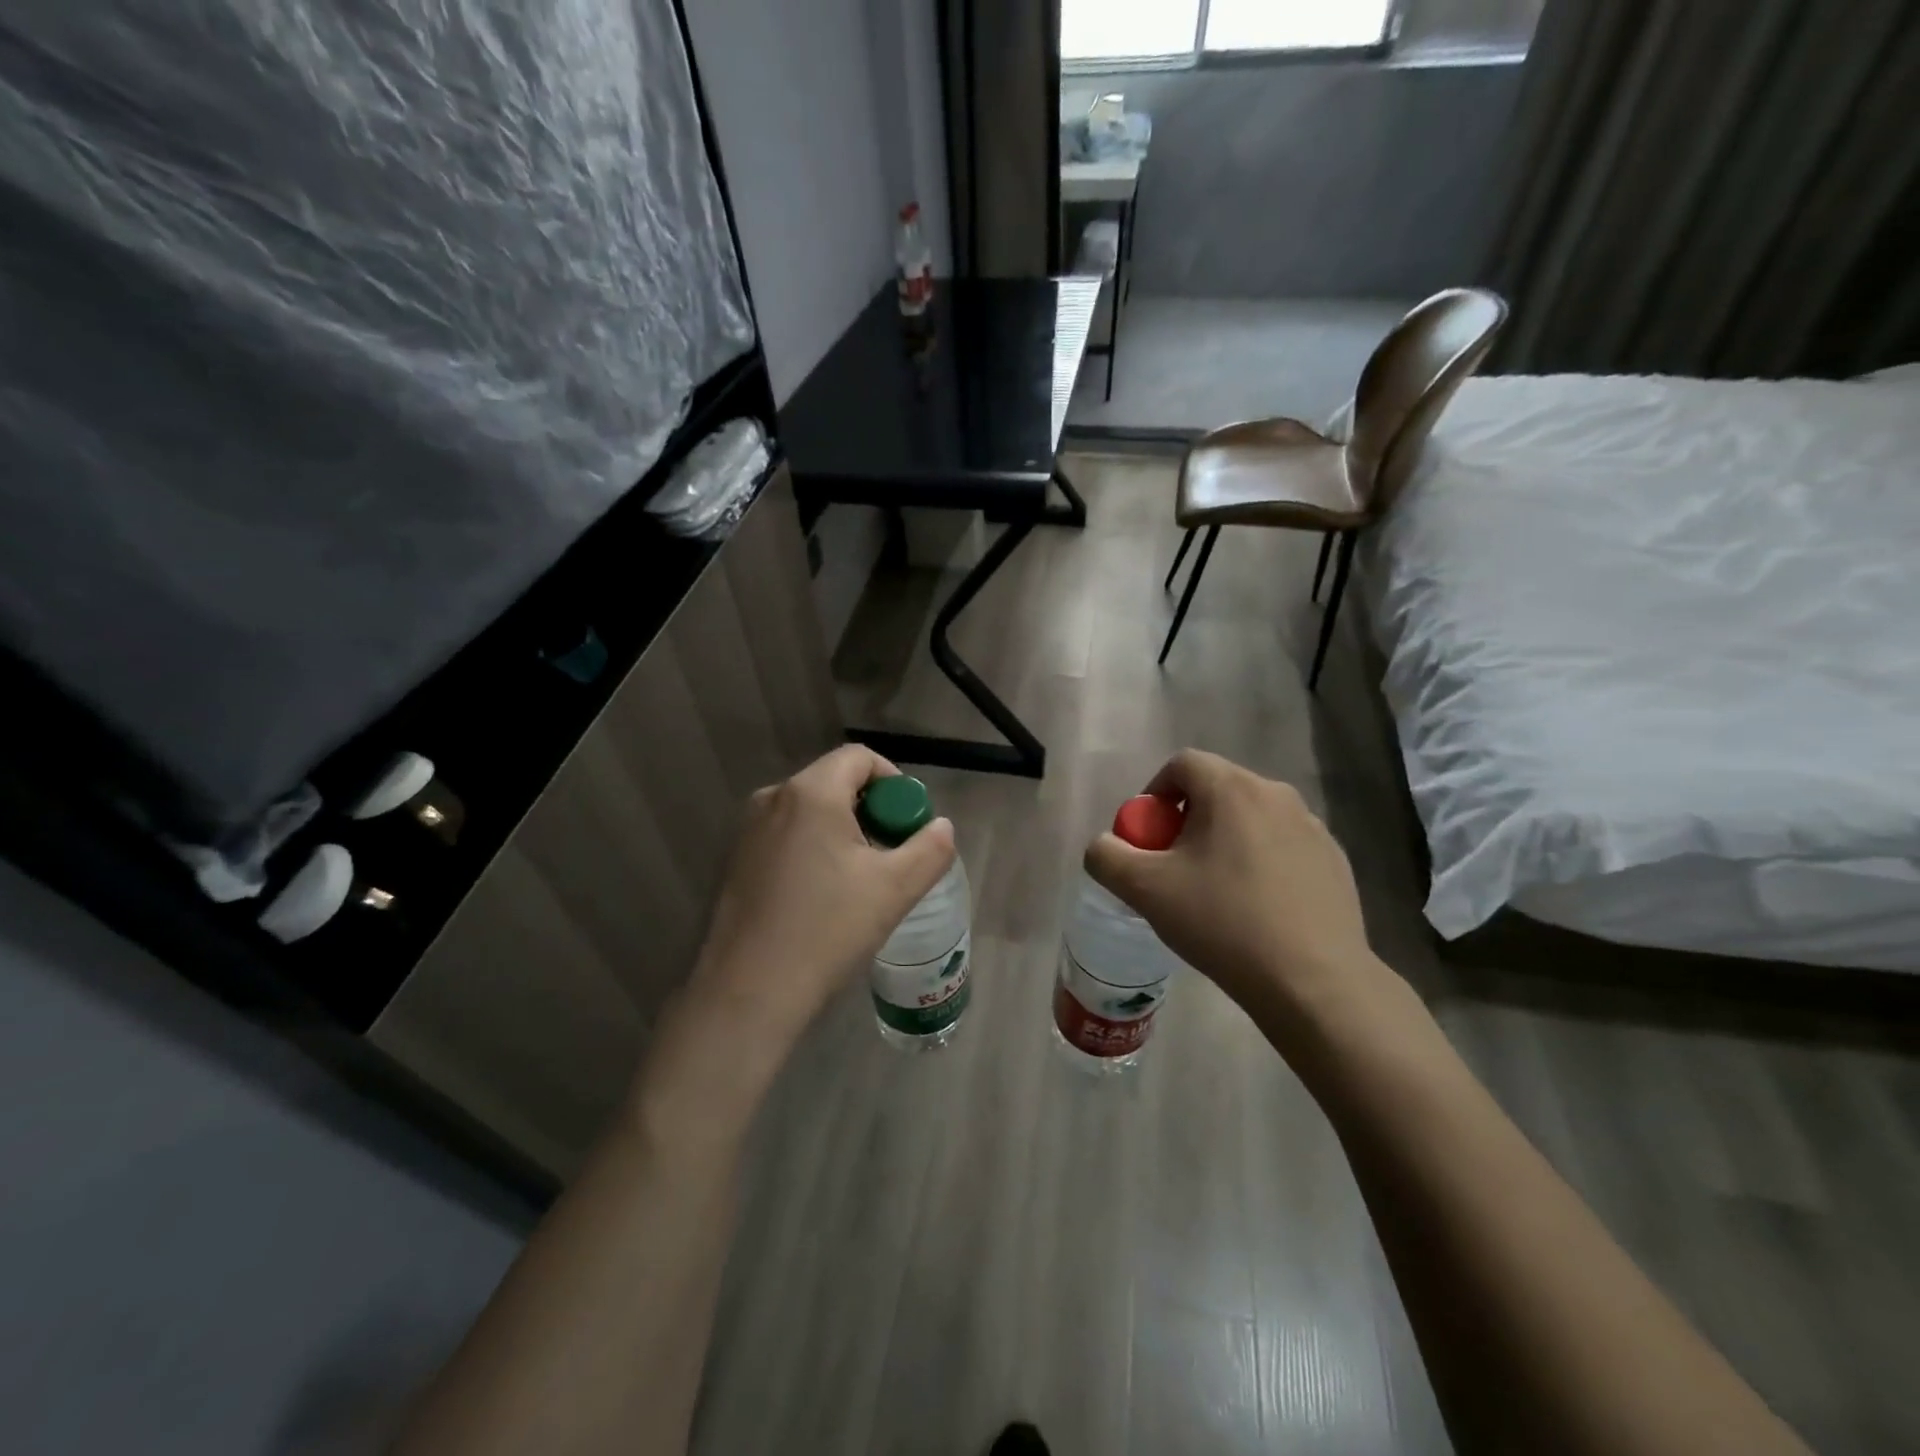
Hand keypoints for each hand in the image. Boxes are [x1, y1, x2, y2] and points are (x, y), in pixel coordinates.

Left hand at [689, 745, 955, 1049]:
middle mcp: (773, 798)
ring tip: (860, 880)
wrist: (749, 991)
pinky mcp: (736, 859)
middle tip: (890, 855)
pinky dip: (813, 848)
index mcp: (810, 793)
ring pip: (810, 811)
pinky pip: (787, 835)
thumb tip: (941, 826)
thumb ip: (930, 848)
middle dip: (871, 810)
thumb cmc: (827, 930)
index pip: (860, 758)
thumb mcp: (895, 889)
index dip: (894, 782)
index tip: (907, 824)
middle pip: (835, 782)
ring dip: (843, 831)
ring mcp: (748, 829)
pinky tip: (822, 896)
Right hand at [1084, 749, 1390, 1026]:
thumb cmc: (1222, 923)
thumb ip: (1107, 856)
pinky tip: (1257, 909)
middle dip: (1187, 820)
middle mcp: (1276, 794)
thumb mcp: (1144, 889)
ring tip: (1216, 892)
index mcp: (1231, 788)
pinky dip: (1261, 863)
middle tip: (1175, 867)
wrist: (1312, 981)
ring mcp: (1313, 827)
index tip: (1148, 836)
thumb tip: (1105, 845)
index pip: (1182, 764)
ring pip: (1251, 819)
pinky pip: (1283, 847)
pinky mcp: (1335, 861)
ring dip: (1225, 841)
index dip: (1154, 793)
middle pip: (1217, 790)